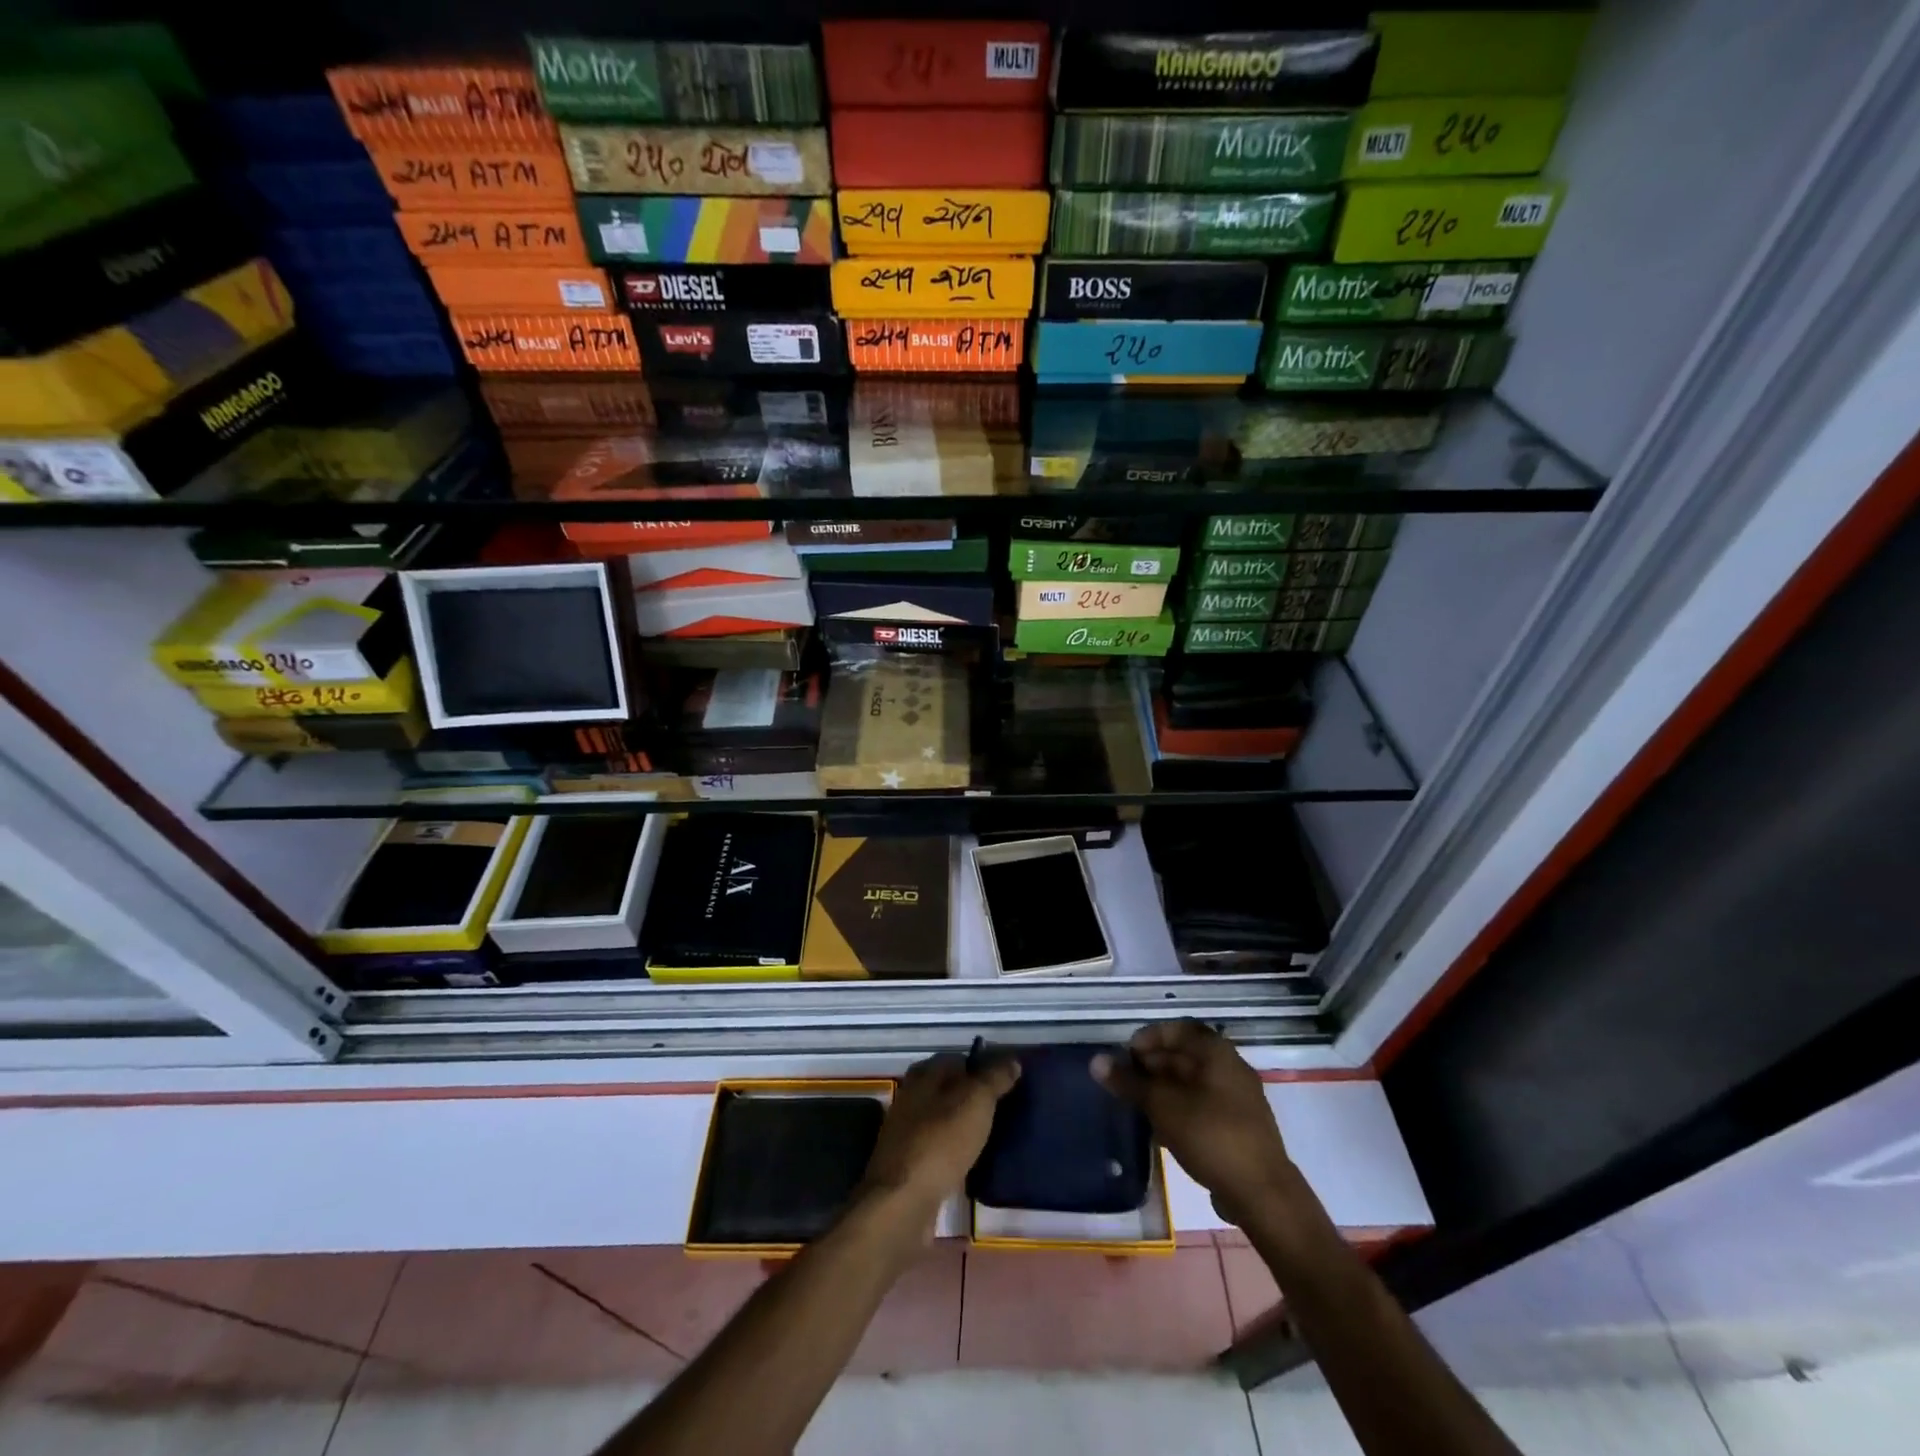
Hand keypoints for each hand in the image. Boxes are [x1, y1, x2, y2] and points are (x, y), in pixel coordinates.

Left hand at [862, 1051, 1019, 1214]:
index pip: (957, 1059)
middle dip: (973, 1097)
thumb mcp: (976, 1101)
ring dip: (964, 1125)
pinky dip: (955, 1151)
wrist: (903, 1201)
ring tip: (994, 1135)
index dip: (982, 1067)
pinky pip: (939, 1148)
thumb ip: (995, 1078)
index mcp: (923, 1074)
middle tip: (1005, 1109)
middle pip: (948, 1089)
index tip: (1007, 1082)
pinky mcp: (908, 1164)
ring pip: (943, 1119)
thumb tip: (1013, 1061)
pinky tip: (972, 1162)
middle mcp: (911, 1097)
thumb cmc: (941, 1141)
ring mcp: (907, 1132)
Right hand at [1094, 1021, 1295, 1227]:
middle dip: (1151, 1066)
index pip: (1177, 1029)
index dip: (1148, 1038)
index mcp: (1216, 1053)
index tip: (1125, 1056)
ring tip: (1136, 1107)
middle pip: (1184, 1055)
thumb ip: (1129, 1082)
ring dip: (1163, 1090)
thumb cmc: (1210, 1136)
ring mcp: (1238, 1099)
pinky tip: (1159, 1131)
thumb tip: (1096, 1062)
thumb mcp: (1162, 1106)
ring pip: (1192, 1083)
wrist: (1262, 1194)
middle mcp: (1230, 1068)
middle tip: (1124, 1083)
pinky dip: (1179, 1110)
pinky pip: (1202, 1106)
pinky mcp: (1239, 1127)